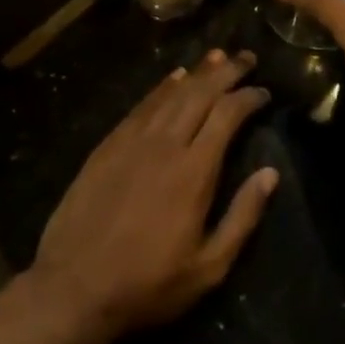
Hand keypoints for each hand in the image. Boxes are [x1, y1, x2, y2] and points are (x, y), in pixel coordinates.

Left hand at [31, 50, 277, 343]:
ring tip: (218, 56)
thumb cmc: (148, 284)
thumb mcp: (207, 268)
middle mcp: (166, 143)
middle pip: (201, 93)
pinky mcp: (110, 143)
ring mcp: (134, 139)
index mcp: (194, 170)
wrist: (74, 286)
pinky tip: (174, 78)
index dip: (248, 97)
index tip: (263, 91)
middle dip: (227, 72)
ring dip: (198, 72)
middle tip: (246, 57)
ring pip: (172, 92)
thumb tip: (270, 174)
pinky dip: (163, 86)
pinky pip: (143, 104)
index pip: (227, 115)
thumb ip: (242, 217)